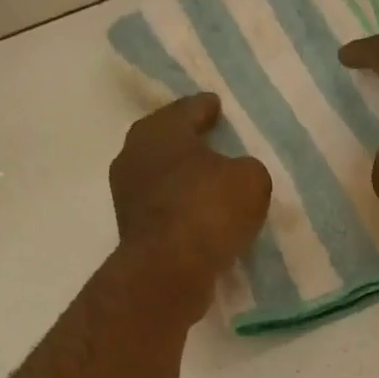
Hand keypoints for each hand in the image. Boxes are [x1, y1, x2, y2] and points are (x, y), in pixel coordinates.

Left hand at [109, 94, 272, 319]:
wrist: (168, 271)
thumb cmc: (208, 210)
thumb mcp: (251, 181)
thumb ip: (248, 170)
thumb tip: (238, 177)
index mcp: (161, 128)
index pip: (188, 109)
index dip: (206, 108)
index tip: (216, 106)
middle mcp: (135, 154)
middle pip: (168, 142)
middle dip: (189, 144)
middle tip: (212, 146)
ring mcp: (127, 195)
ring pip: (162, 178)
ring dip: (182, 182)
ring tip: (208, 187)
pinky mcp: (131, 231)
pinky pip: (162, 212)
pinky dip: (179, 212)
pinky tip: (198, 219)